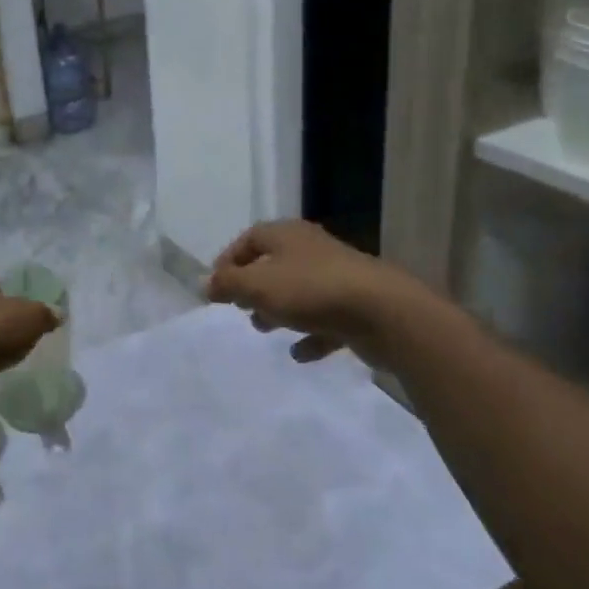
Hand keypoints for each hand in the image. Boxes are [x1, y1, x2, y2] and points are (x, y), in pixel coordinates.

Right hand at [205, 219, 394, 362]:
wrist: (384, 312)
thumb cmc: (311, 291)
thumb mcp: (258, 285)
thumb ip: (228, 284)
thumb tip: (205, 283)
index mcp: (287, 235)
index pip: (250, 238)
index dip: (229, 259)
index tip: (216, 287)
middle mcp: (312, 249)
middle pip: (275, 263)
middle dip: (253, 286)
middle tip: (239, 307)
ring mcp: (338, 277)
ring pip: (299, 291)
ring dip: (279, 309)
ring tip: (264, 329)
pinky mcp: (356, 306)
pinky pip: (325, 319)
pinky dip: (310, 334)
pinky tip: (300, 354)